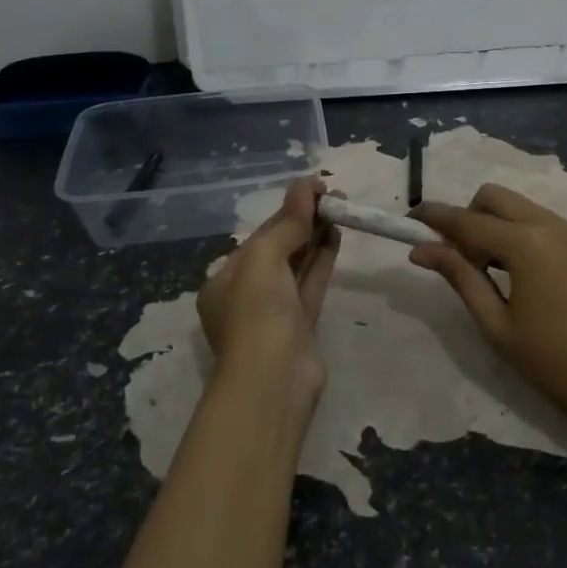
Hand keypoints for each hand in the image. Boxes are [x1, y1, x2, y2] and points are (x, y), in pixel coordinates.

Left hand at [197, 178, 340, 401]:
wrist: (274, 381)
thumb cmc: (257, 314)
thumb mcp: (264, 260)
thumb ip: (287, 223)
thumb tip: (306, 186)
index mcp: (226, 278)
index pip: (261, 234)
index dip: (289, 208)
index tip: (316, 188)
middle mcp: (248, 293)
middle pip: (279, 247)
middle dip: (304, 220)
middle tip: (335, 196)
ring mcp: (276, 310)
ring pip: (298, 264)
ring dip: (317, 236)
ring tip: (340, 209)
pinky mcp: (302, 324)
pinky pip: (312, 283)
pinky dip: (324, 259)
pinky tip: (337, 235)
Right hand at [410, 185, 566, 434]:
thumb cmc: (553, 361)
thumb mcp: (496, 324)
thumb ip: (460, 277)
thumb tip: (421, 250)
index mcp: (526, 243)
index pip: (467, 220)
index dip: (434, 218)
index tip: (407, 221)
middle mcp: (549, 224)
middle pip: (493, 197)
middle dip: (467, 216)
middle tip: (458, 259)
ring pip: (518, 206)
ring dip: (493, 224)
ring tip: (488, 271)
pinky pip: (540, 221)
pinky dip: (517, 232)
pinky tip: (517, 273)